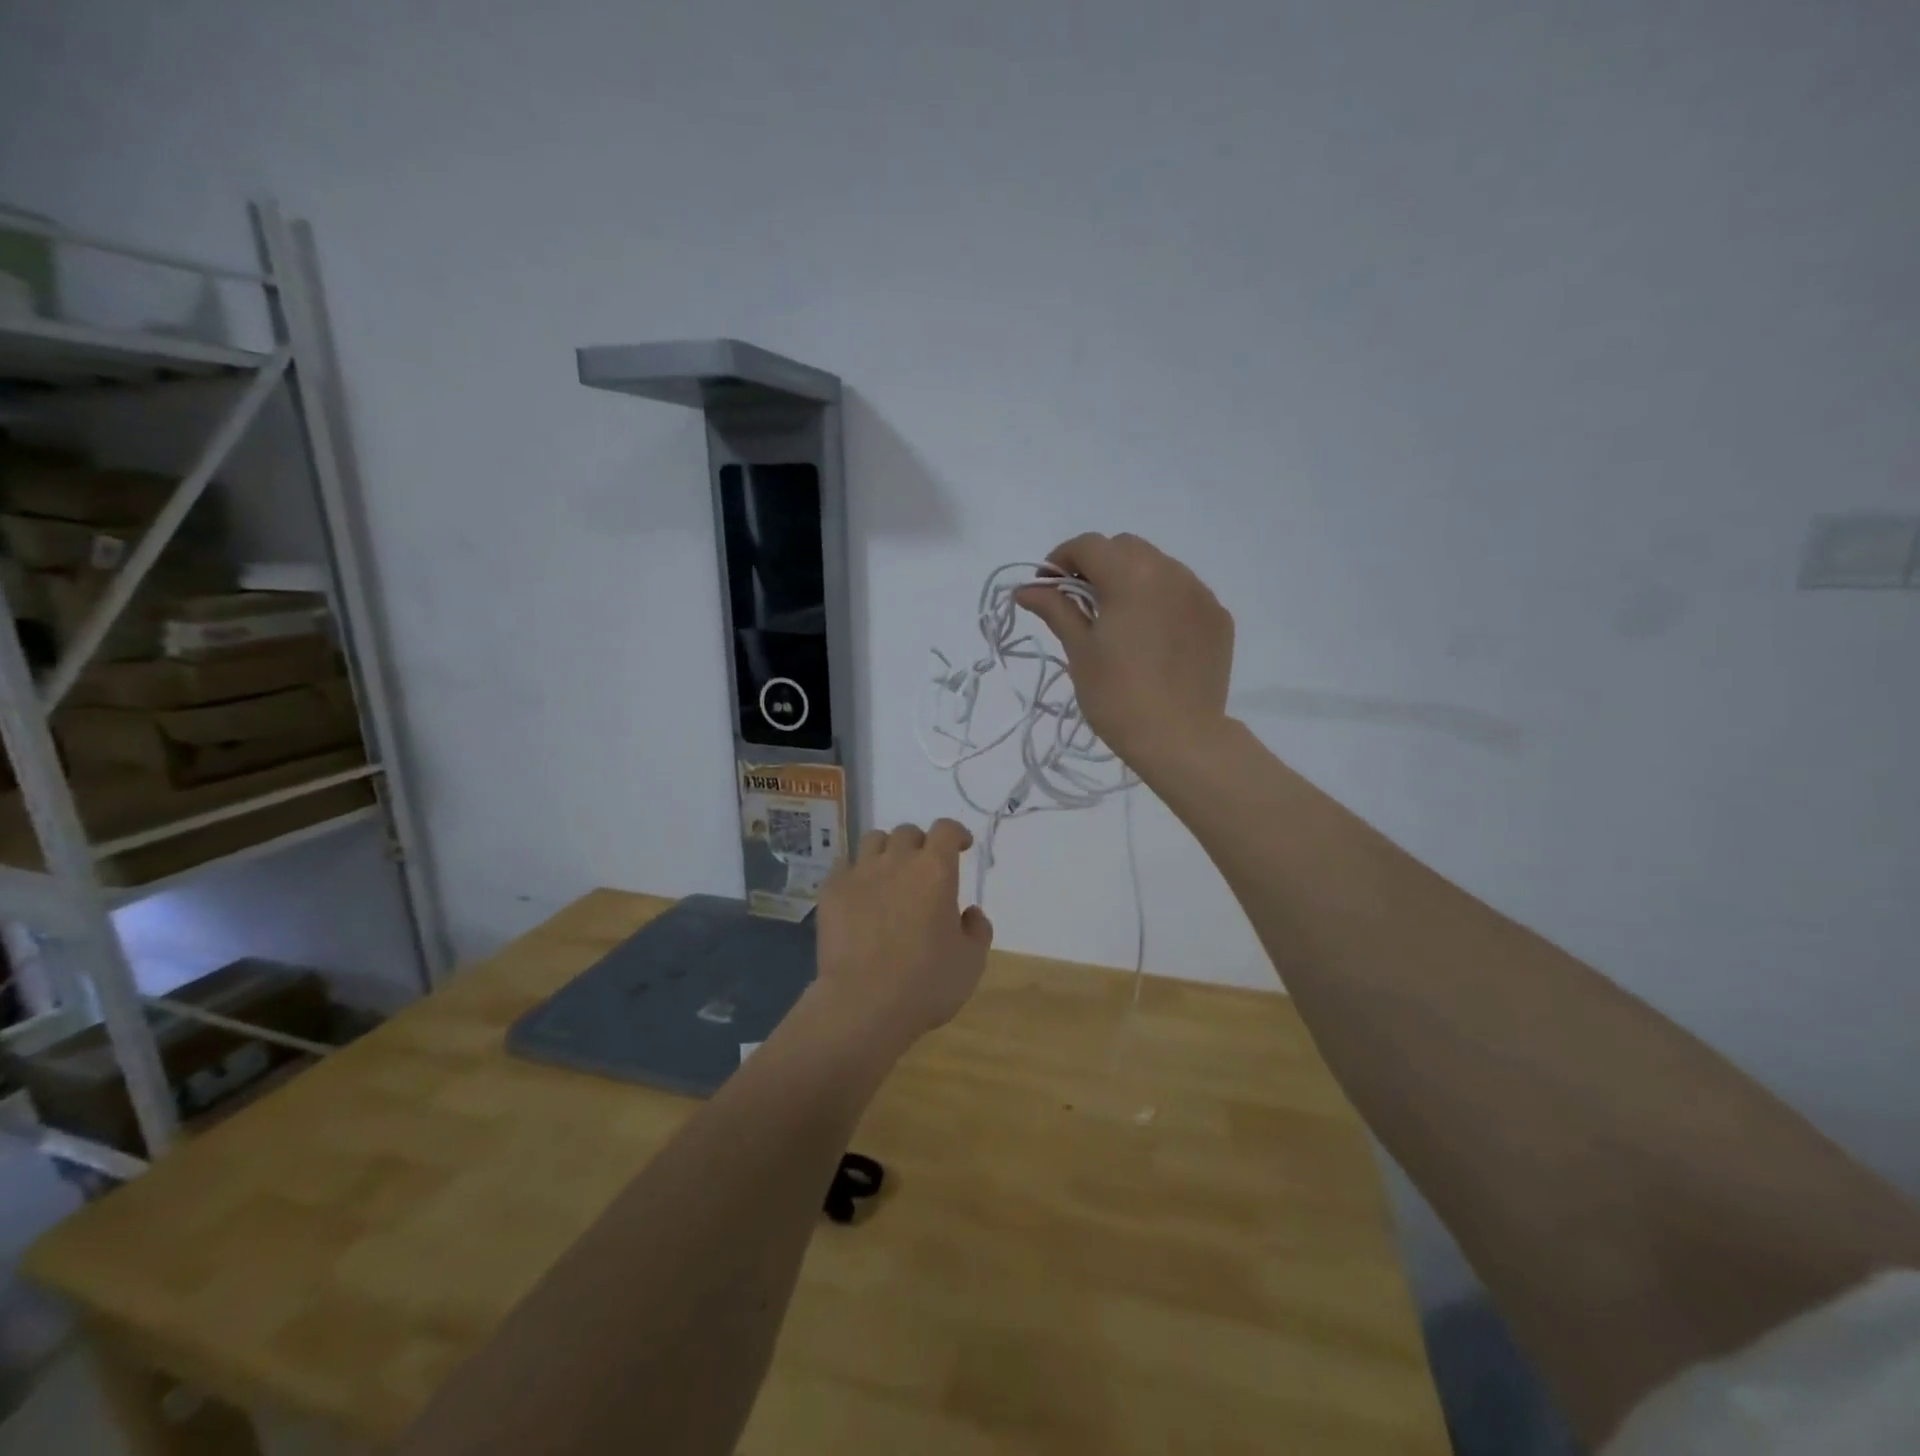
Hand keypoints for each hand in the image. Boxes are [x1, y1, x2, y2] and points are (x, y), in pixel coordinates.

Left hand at [810, 819, 993, 1051]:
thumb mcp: (971, 962)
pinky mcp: (831, 890)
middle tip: (922, 869)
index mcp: (935, 871)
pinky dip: (855, 872)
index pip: (946, 829)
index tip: (960, 845)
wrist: (863, 1004)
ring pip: (873, 840)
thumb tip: (970, 912)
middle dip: (919, 844)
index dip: (955, 833)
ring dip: (886, 851)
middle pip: (907, 832)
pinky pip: (843, 865)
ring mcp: (860, 873)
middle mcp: (897, 861)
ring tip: (888, 874)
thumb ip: (977, 929)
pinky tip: (858, 892)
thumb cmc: (926, 984)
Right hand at [1016, 532, 1234, 774]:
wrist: (1180, 738)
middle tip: (1080, 603)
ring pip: (1158, 566)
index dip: (1061, 559)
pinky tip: (1152, 635)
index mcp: (1131, 576)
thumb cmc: (1118, 696)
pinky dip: (1161, 600)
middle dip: (1098, 565)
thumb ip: (1056, 609)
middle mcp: (1170, 572)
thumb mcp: (1080, 651)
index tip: (1047, 587)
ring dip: (1132, 579)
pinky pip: (1183, 592)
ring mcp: (1200, 594)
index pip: (1088, 545)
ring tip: (1119, 619)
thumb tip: (1026, 589)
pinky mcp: (1218, 617)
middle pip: (1125, 548)